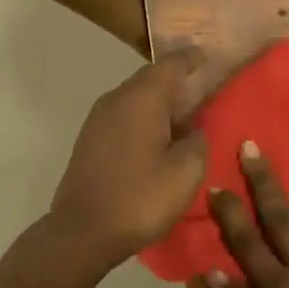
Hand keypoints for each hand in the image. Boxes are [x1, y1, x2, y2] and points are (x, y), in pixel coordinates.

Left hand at [47, 50, 207, 268]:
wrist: (82, 231)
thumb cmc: (140, 197)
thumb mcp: (186, 172)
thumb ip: (197, 140)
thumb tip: (194, 127)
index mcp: (143, 97)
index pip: (171, 64)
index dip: (191, 58)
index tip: (206, 56)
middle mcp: (117, 98)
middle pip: (150, 78)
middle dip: (175, 81)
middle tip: (200, 91)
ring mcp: (98, 117)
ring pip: (135, 97)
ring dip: (157, 102)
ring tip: (181, 117)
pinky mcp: (89, 138)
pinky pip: (122, 115)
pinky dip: (142, 117)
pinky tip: (155, 138)